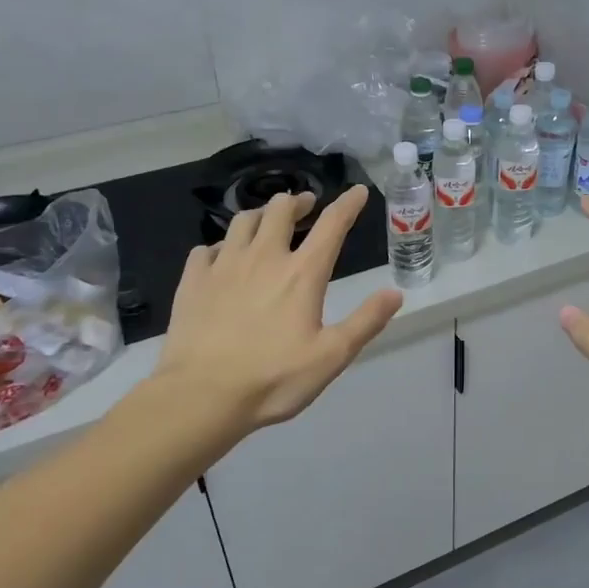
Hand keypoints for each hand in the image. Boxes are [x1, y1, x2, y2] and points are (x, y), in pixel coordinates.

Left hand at [152, 187, 402, 433]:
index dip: (348, 204)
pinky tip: (222, 257)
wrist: (201, 396)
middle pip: (280, 210)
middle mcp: (263, 258)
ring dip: (260, 216)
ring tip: (266, 223)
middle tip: (305, 206)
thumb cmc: (273, 379)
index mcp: (302, 274)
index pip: (332, 226)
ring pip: (242, 221)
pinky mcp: (193, 281)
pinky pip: (206, 248)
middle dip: (297, 201)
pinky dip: (221, 246)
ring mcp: (223, 266)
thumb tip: (395, 293)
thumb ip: (365, 322)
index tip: (357, 191)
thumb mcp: (332, 356)